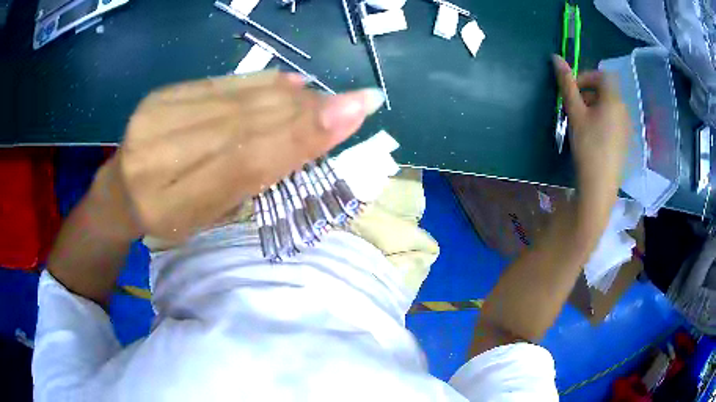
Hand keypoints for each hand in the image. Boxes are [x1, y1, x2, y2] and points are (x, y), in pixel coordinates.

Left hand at [91, 70, 384, 240]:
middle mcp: (157, 159)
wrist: (119, 193)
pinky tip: (288, 82)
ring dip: (287, 97)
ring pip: (236, 100)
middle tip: (351, 102)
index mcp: (173, 207)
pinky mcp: (159, 95)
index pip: (245, 164)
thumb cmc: (169, 217)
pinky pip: (219, 84)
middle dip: (303, 112)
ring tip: (324, 97)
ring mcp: (154, 119)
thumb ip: (249, 178)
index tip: (353, 112)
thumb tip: (304, 135)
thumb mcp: (208, 217)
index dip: (300, 137)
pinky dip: (258, 81)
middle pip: (244, 125)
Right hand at [553, 55, 629, 210]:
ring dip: (594, 106)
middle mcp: (624, 110)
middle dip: (588, 93)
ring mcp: (626, 127)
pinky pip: (614, 121)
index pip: (602, 75)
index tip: (572, 89)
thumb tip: (555, 57)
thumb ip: (567, 84)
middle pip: (606, 90)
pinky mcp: (625, 141)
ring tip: (581, 123)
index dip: (586, 77)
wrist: (600, 186)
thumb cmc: (588, 146)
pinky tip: (593, 136)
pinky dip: (602, 120)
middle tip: (574, 107)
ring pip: (609, 106)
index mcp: (613, 99)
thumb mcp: (575, 112)